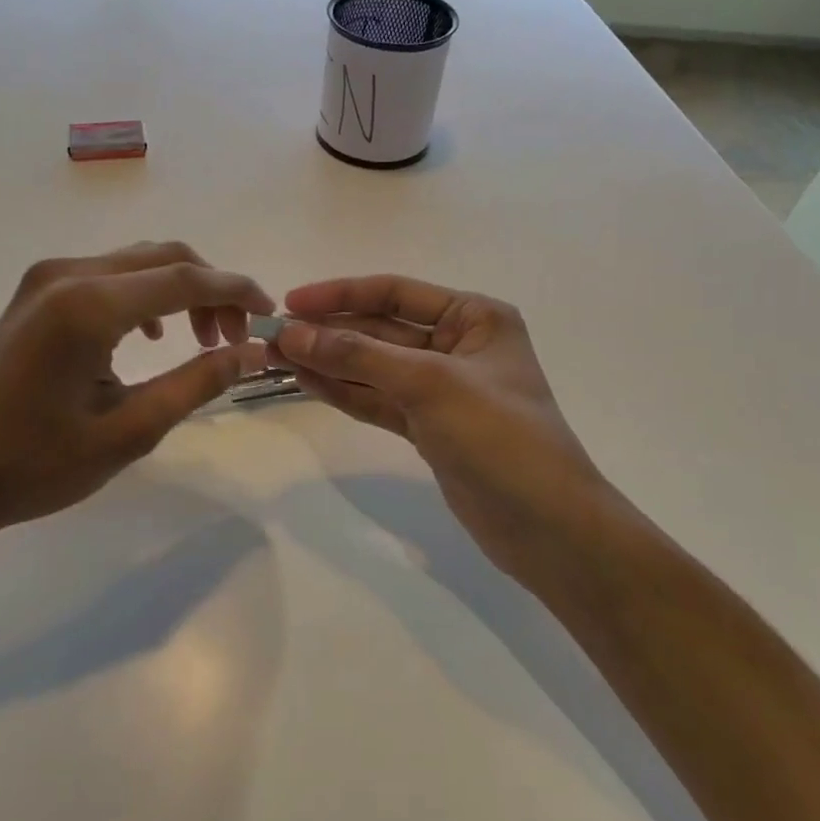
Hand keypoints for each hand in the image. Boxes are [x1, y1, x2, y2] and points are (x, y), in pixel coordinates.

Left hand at [0, 243, 273, 541]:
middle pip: (163, 258)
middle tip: (235, 338)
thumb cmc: (37, 465)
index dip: (236, 291)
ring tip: (204, 339)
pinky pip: (108, 275)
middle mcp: (68, 274)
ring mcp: (47, 278)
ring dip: (180, 290)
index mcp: (89, 306)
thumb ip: (197, 383)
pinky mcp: (37, 292)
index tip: (269, 313)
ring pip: (137, 262)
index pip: (184, 278)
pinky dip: (145, 295)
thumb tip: (251, 352)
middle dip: (211, 290)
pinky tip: (154, 336)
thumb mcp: (130, 430)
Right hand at [273, 275, 611, 584]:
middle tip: (272, 336)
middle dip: (328, 332)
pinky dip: (344, 392)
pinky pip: (378, 400)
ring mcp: (441, 389)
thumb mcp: (429, 384)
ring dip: (328, 362)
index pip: (395, 292)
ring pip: (373, 367)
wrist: (547, 528)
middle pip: (379, 330)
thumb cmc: (499, 437)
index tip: (290, 303)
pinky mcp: (429, 427)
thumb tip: (292, 333)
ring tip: (276, 358)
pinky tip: (306, 382)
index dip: (340, 294)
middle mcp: (457, 345)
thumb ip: (358, 356)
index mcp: (474, 317)